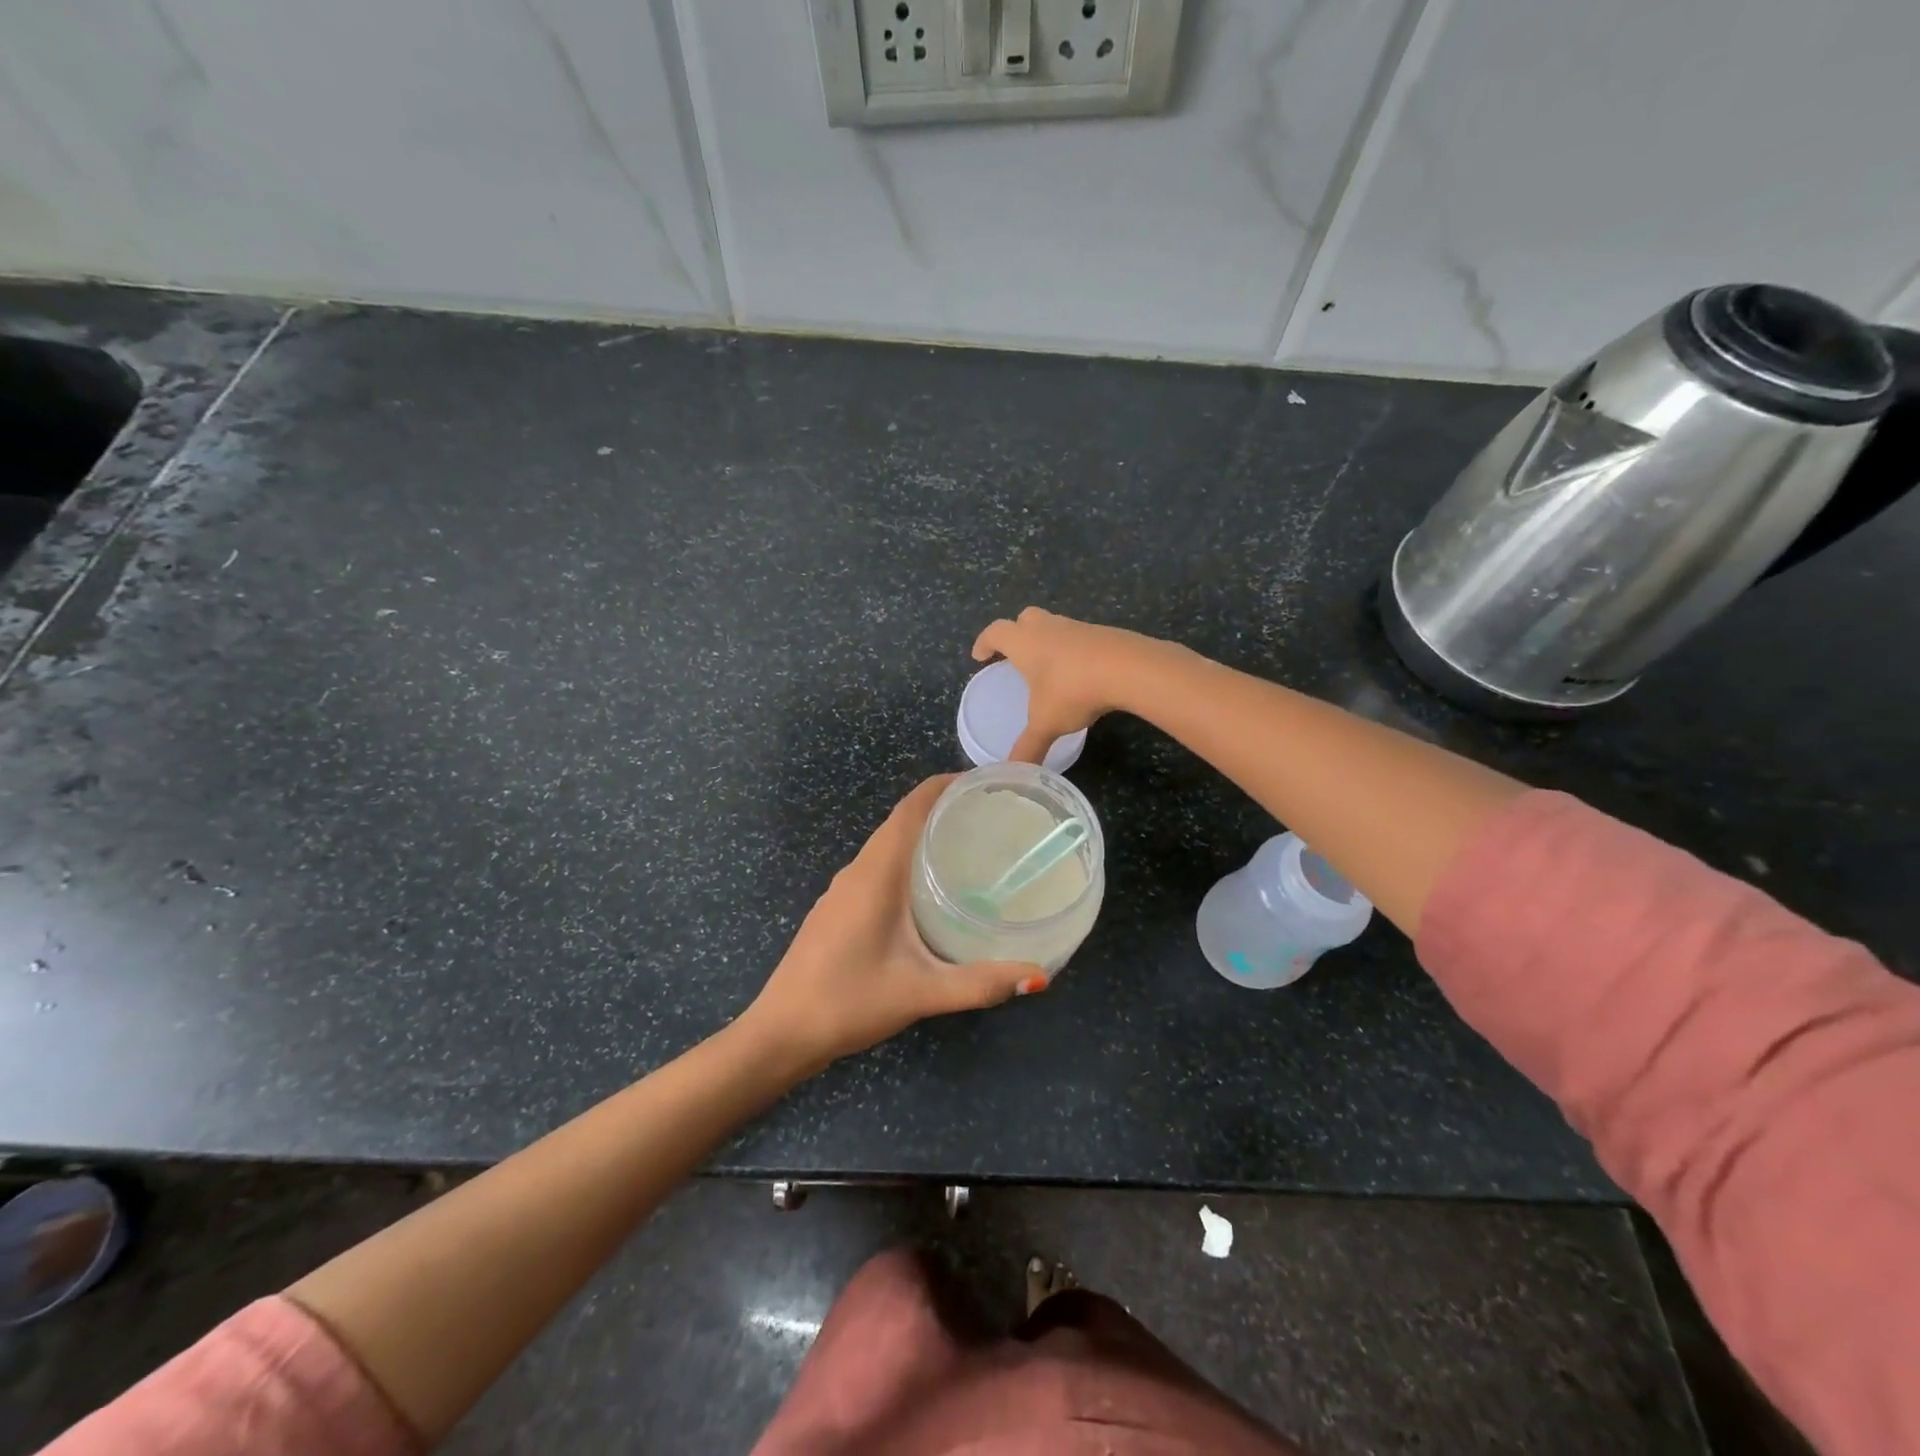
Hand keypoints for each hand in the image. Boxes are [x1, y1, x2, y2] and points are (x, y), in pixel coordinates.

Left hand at [740, 776, 1041, 1075]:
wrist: (780, 1034)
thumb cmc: (847, 1002)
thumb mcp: (920, 992)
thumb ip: (979, 984)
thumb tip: (1038, 976)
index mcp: (875, 874)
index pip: (909, 810)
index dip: (942, 786)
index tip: (982, 783)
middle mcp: (856, 871)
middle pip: (900, 823)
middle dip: (941, 810)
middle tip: (991, 817)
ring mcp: (841, 891)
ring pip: (887, 847)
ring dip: (922, 837)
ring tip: (969, 847)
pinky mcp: (836, 910)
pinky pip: (876, 869)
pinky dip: (906, 862)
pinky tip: (930, 891)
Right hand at [972, 607, 1155, 763]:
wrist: (1128, 668)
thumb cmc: (1072, 690)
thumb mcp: (1046, 724)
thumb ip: (1028, 747)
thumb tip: (1013, 771)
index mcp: (1024, 642)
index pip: (995, 632)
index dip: (984, 642)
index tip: (979, 656)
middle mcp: (1047, 628)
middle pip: (1025, 619)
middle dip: (1016, 633)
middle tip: (1015, 656)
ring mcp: (1077, 627)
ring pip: (1055, 626)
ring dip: (1047, 641)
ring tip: (1048, 668)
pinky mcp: (1104, 634)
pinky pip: (1080, 638)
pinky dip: (1074, 652)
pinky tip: (1080, 674)